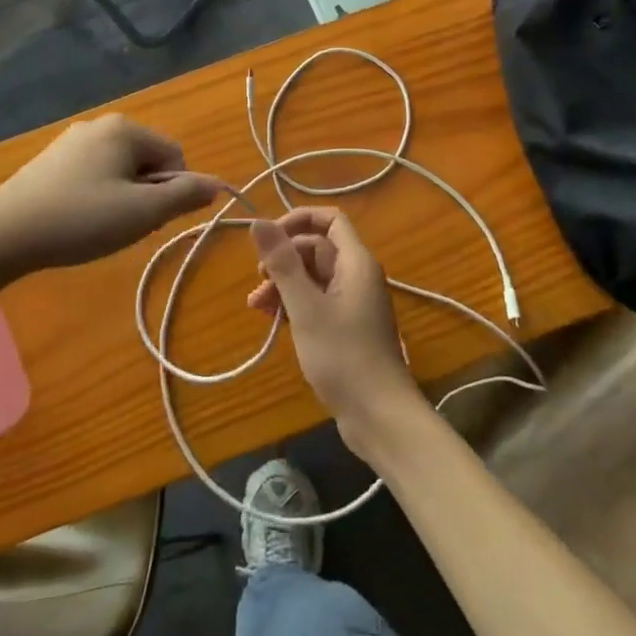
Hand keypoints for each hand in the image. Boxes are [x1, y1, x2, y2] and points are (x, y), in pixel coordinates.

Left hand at [0, 115, 217, 272]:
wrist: (3, 233)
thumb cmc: (81, 219)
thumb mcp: (143, 213)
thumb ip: (185, 196)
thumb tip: (217, 185)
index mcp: (126, 128)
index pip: (175, 156)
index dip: (172, 192)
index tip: (146, 218)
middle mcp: (100, 124)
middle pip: (148, 161)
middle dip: (146, 194)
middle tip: (122, 224)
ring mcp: (72, 140)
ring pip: (120, 170)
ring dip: (122, 198)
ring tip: (97, 225)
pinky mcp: (51, 160)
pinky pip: (93, 174)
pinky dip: (96, 196)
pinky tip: (76, 219)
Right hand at [250, 207, 429, 455]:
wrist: (379, 416)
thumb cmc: (343, 356)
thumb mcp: (306, 308)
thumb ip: (282, 263)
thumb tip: (258, 222)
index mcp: (356, 262)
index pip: (330, 219)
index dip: (297, 220)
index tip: (268, 238)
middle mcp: (357, 275)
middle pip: (317, 249)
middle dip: (284, 259)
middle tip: (258, 282)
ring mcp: (353, 303)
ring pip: (314, 277)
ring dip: (284, 285)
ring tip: (256, 307)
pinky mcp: (347, 327)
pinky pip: (317, 301)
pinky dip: (295, 305)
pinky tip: (273, 321)